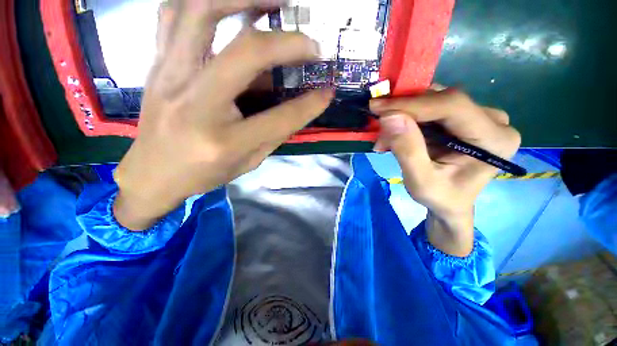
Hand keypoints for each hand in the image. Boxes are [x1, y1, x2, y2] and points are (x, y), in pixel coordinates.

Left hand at [113, 0, 332, 229]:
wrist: (152, 173)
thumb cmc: (204, 174)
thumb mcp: (247, 162)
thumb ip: (274, 133)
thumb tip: (301, 106)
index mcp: (224, 141)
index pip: (279, 118)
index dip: (309, 105)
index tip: (327, 92)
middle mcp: (196, 103)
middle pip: (245, 54)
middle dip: (286, 43)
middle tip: (310, 41)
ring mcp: (170, 77)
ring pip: (201, 13)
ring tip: (274, 1)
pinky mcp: (158, 64)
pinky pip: (174, 14)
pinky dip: (205, 1)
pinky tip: (229, 5)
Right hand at [370, 88, 520, 255]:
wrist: (450, 203)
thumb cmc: (440, 197)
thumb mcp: (420, 181)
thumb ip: (407, 150)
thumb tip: (388, 117)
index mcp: (495, 139)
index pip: (452, 106)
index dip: (412, 103)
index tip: (378, 107)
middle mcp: (493, 120)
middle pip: (442, 100)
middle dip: (404, 111)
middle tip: (377, 124)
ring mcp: (479, 116)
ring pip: (433, 101)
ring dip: (403, 115)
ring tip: (384, 138)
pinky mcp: (463, 118)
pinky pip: (430, 108)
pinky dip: (407, 119)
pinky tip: (394, 134)